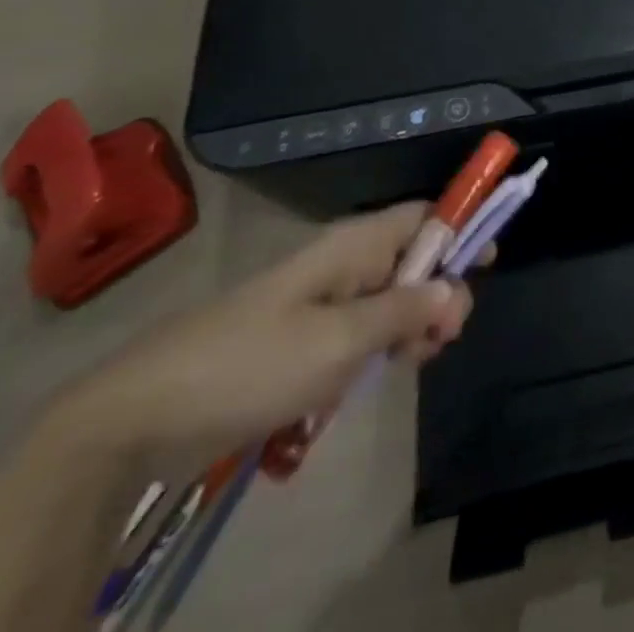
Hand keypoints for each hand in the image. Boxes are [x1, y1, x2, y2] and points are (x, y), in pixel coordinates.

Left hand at [54, 202, 473, 474]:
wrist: (141, 418)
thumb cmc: (252, 362)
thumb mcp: (340, 340)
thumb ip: (405, 310)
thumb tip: (457, 288)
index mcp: (353, 244)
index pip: (425, 214)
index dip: (462, 226)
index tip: (492, 258)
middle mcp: (342, 263)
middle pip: (414, 259)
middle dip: (439, 292)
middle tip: (442, 338)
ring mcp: (319, 303)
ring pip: (390, 300)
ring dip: (411, 327)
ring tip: (411, 362)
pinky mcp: (301, 340)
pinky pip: (359, 332)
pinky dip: (378, 349)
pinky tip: (376, 378)